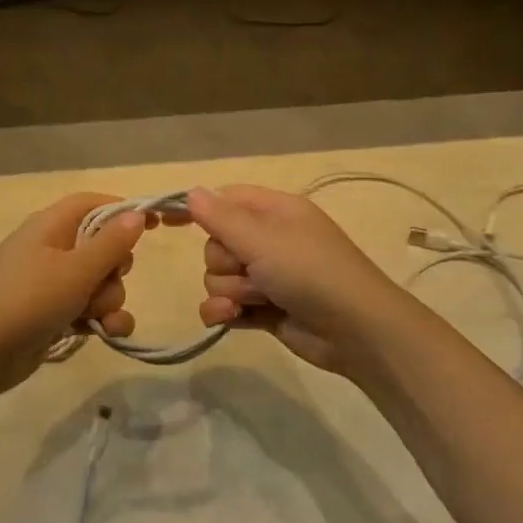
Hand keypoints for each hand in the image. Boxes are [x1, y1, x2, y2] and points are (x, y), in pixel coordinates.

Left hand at [0, 193, 148, 396]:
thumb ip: (111, 243)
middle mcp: (52, 248)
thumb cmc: (27, 301)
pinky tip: (106, 333)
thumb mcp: (75, 270)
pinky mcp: (52, 313)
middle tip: (108, 282)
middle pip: (103, 245)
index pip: (95, 203)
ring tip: (98, 318)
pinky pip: (89, 307)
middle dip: (116, 269)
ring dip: (110, 300)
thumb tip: (137, 214)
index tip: (157, 224)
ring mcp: (51, 282)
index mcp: (52, 225)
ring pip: (100, 281)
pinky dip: (101, 318)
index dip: (126, 210)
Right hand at [188, 184, 419, 378]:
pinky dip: (225, 312)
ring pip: (219, 277)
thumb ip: (221, 217)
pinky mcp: (265, 309)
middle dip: (223, 262)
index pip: (225, 199)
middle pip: (217, 243)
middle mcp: (270, 240)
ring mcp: (268, 276)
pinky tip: (231, 318)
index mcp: (275, 211)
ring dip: (229, 290)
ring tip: (256, 299)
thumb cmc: (310, 272)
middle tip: (248, 271)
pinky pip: (226, 305)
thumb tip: (191, 192)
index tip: (166, 221)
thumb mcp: (263, 239)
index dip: (198, 209)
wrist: (355, 331)